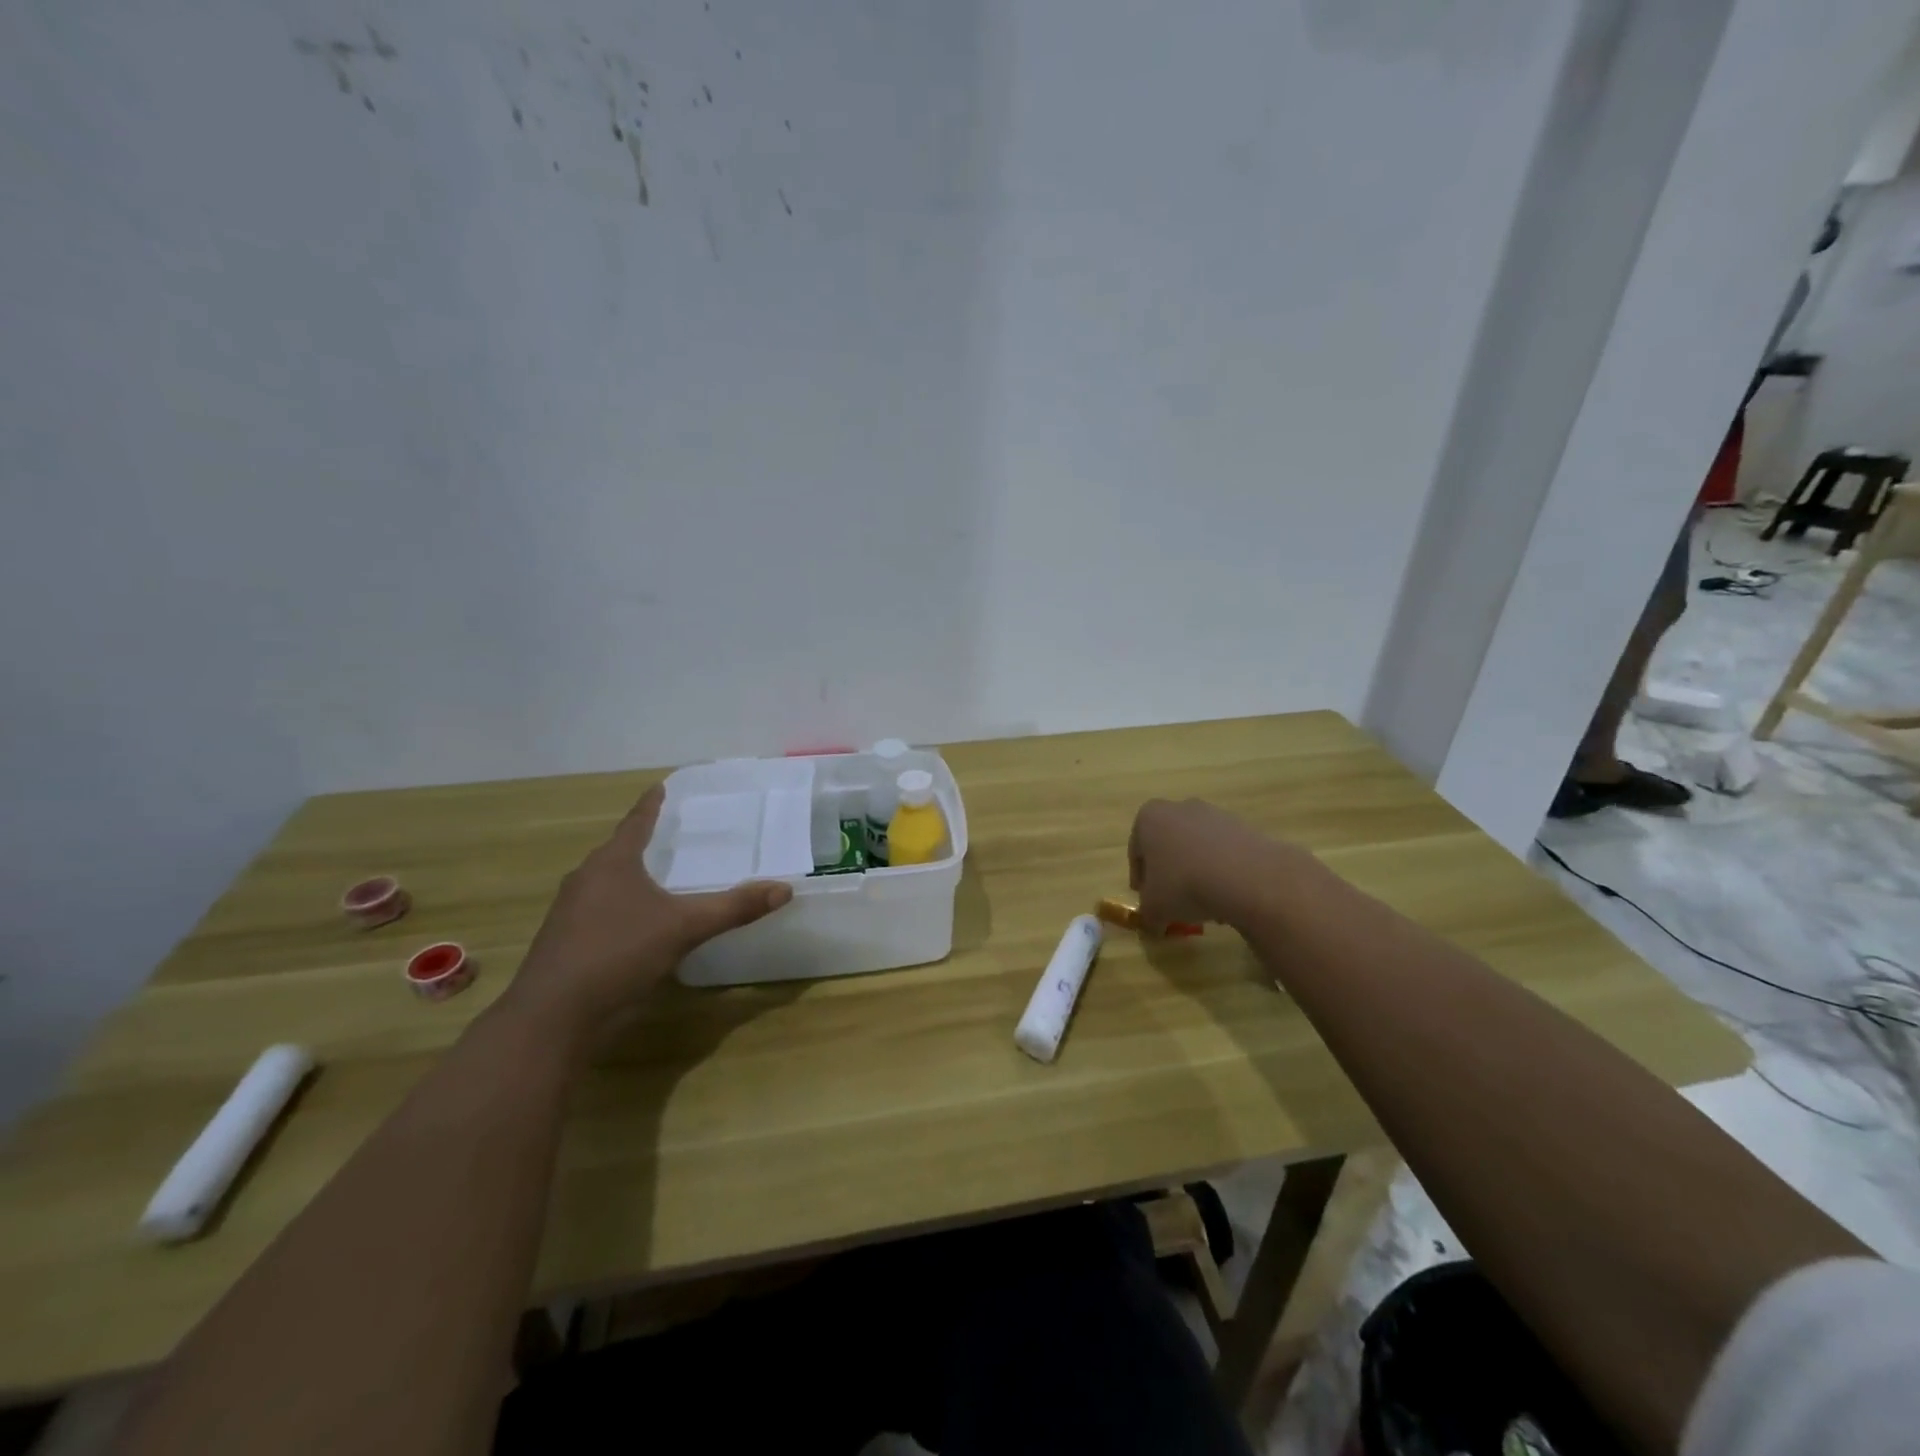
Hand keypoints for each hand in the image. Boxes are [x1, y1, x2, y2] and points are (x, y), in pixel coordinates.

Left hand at [506, 784, 792, 1038]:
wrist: (553, 1017)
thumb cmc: (618, 953)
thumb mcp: (684, 927)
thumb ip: (733, 907)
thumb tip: (784, 889)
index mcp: (611, 864)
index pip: (636, 823)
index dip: (650, 805)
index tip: (659, 787)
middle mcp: (586, 880)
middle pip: (617, 852)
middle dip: (640, 842)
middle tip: (668, 834)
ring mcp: (570, 914)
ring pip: (605, 884)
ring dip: (629, 878)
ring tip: (656, 878)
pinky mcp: (565, 944)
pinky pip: (598, 913)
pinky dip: (621, 909)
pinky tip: (638, 925)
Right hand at [1127, 797, 1294, 930]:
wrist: (1246, 876)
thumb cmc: (1185, 884)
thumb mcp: (1154, 908)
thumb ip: (1147, 914)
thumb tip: (1153, 921)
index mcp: (1149, 818)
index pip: (1136, 851)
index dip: (1140, 878)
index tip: (1146, 899)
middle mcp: (1179, 808)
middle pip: (1167, 845)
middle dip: (1169, 872)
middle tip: (1172, 900)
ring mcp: (1214, 814)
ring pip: (1196, 848)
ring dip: (1196, 872)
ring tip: (1203, 903)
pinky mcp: (1243, 826)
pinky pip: (1223, 852)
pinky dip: (1221, 871)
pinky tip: (1226, 896)